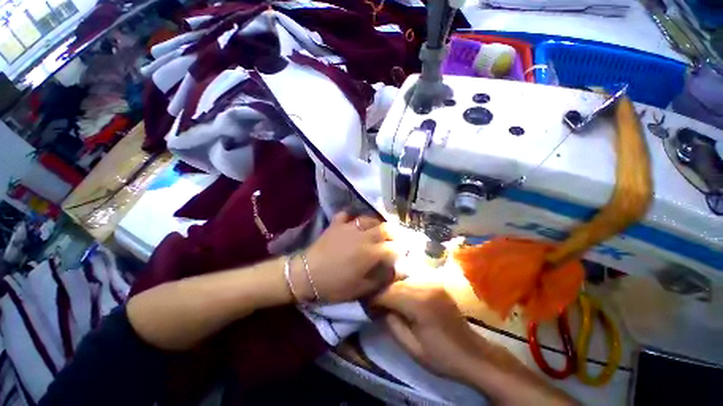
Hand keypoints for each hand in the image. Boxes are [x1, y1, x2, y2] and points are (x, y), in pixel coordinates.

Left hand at [293, 212, 396, 302]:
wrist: (306, 275)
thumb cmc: (334, 285)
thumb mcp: (360, 289)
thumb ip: (380, 279)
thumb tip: (396, 271)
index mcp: (370, 253)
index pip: (393, 247)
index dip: (402, 250)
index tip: (404, 253)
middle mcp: (363, 236)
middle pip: (385, 228)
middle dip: (395, 233)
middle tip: (396, 239)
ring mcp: (349, 227)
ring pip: (369, 218)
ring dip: (377, 223)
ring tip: (379, 229)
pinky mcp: (336, 224)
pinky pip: (347, 214)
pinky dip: (353, 217)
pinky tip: (354, 222)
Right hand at [372, 281, 488, 380]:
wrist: (472, 353)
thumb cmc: (441, 356)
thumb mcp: (412, 347)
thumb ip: (392, 324)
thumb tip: (379, 308)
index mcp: (420, 303)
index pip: (389, 293)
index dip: (375, 298)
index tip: (366, 304)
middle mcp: (426, 286)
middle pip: (395, 283)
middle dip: (383, 291)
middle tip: (374, 302)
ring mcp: (433, 283)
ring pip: (403, 279)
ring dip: (392, 288)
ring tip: (386, 299)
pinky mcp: (437, 284)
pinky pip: (413, 280)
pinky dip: (403, 287)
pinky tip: (401, 296)